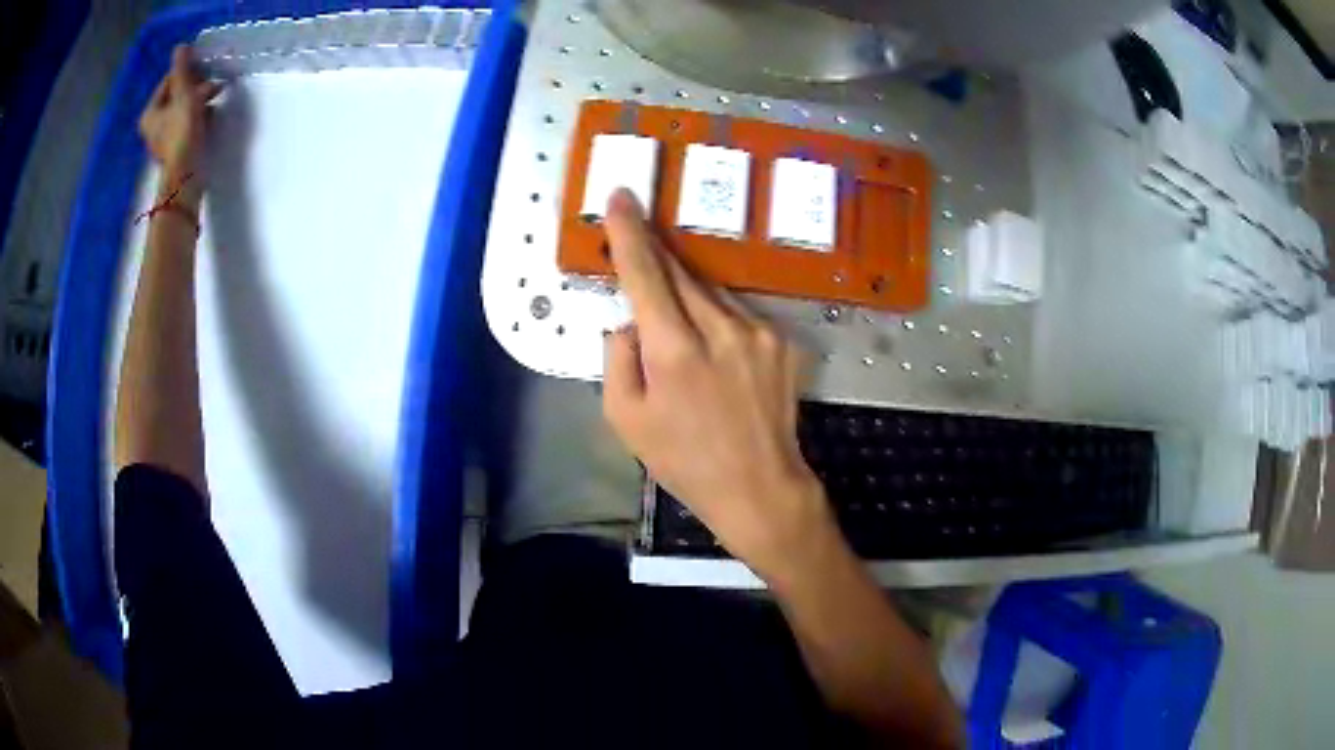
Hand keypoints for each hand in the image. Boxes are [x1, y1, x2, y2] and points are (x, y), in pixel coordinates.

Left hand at [138, 45, 222, 190]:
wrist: (186, 174)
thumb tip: (180, 47)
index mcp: (150, 113)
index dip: (187, 72)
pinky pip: (186, 124)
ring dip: (200, 100)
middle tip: (214, 85)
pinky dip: (198, 116)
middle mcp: (152, 127)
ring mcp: (163, 140)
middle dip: (196, 87)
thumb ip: (181, 70)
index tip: (205, 69)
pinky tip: (210, 114)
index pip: (169, 82)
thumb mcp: (184, 94)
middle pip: (176, 96)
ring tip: (216, 97)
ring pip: (183, 109)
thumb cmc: (182, 131)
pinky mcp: (174, 149)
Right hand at [602, 189, 837, 583]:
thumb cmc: (685, 461)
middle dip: (656, 254)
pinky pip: (737, 312)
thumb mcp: (626, 420)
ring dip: (688, 294)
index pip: (646, 274)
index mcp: (675, 351)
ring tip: (679, 328)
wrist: (760, 487)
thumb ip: (618, 358)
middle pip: (680, 272)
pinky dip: (717, 318)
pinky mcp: (782, 340)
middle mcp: (721, 329)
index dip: (630, 233)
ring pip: (711, 292)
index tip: (622, 196)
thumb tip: (630, 322)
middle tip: (637, 238)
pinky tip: (715, 352)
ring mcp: (759, 331)